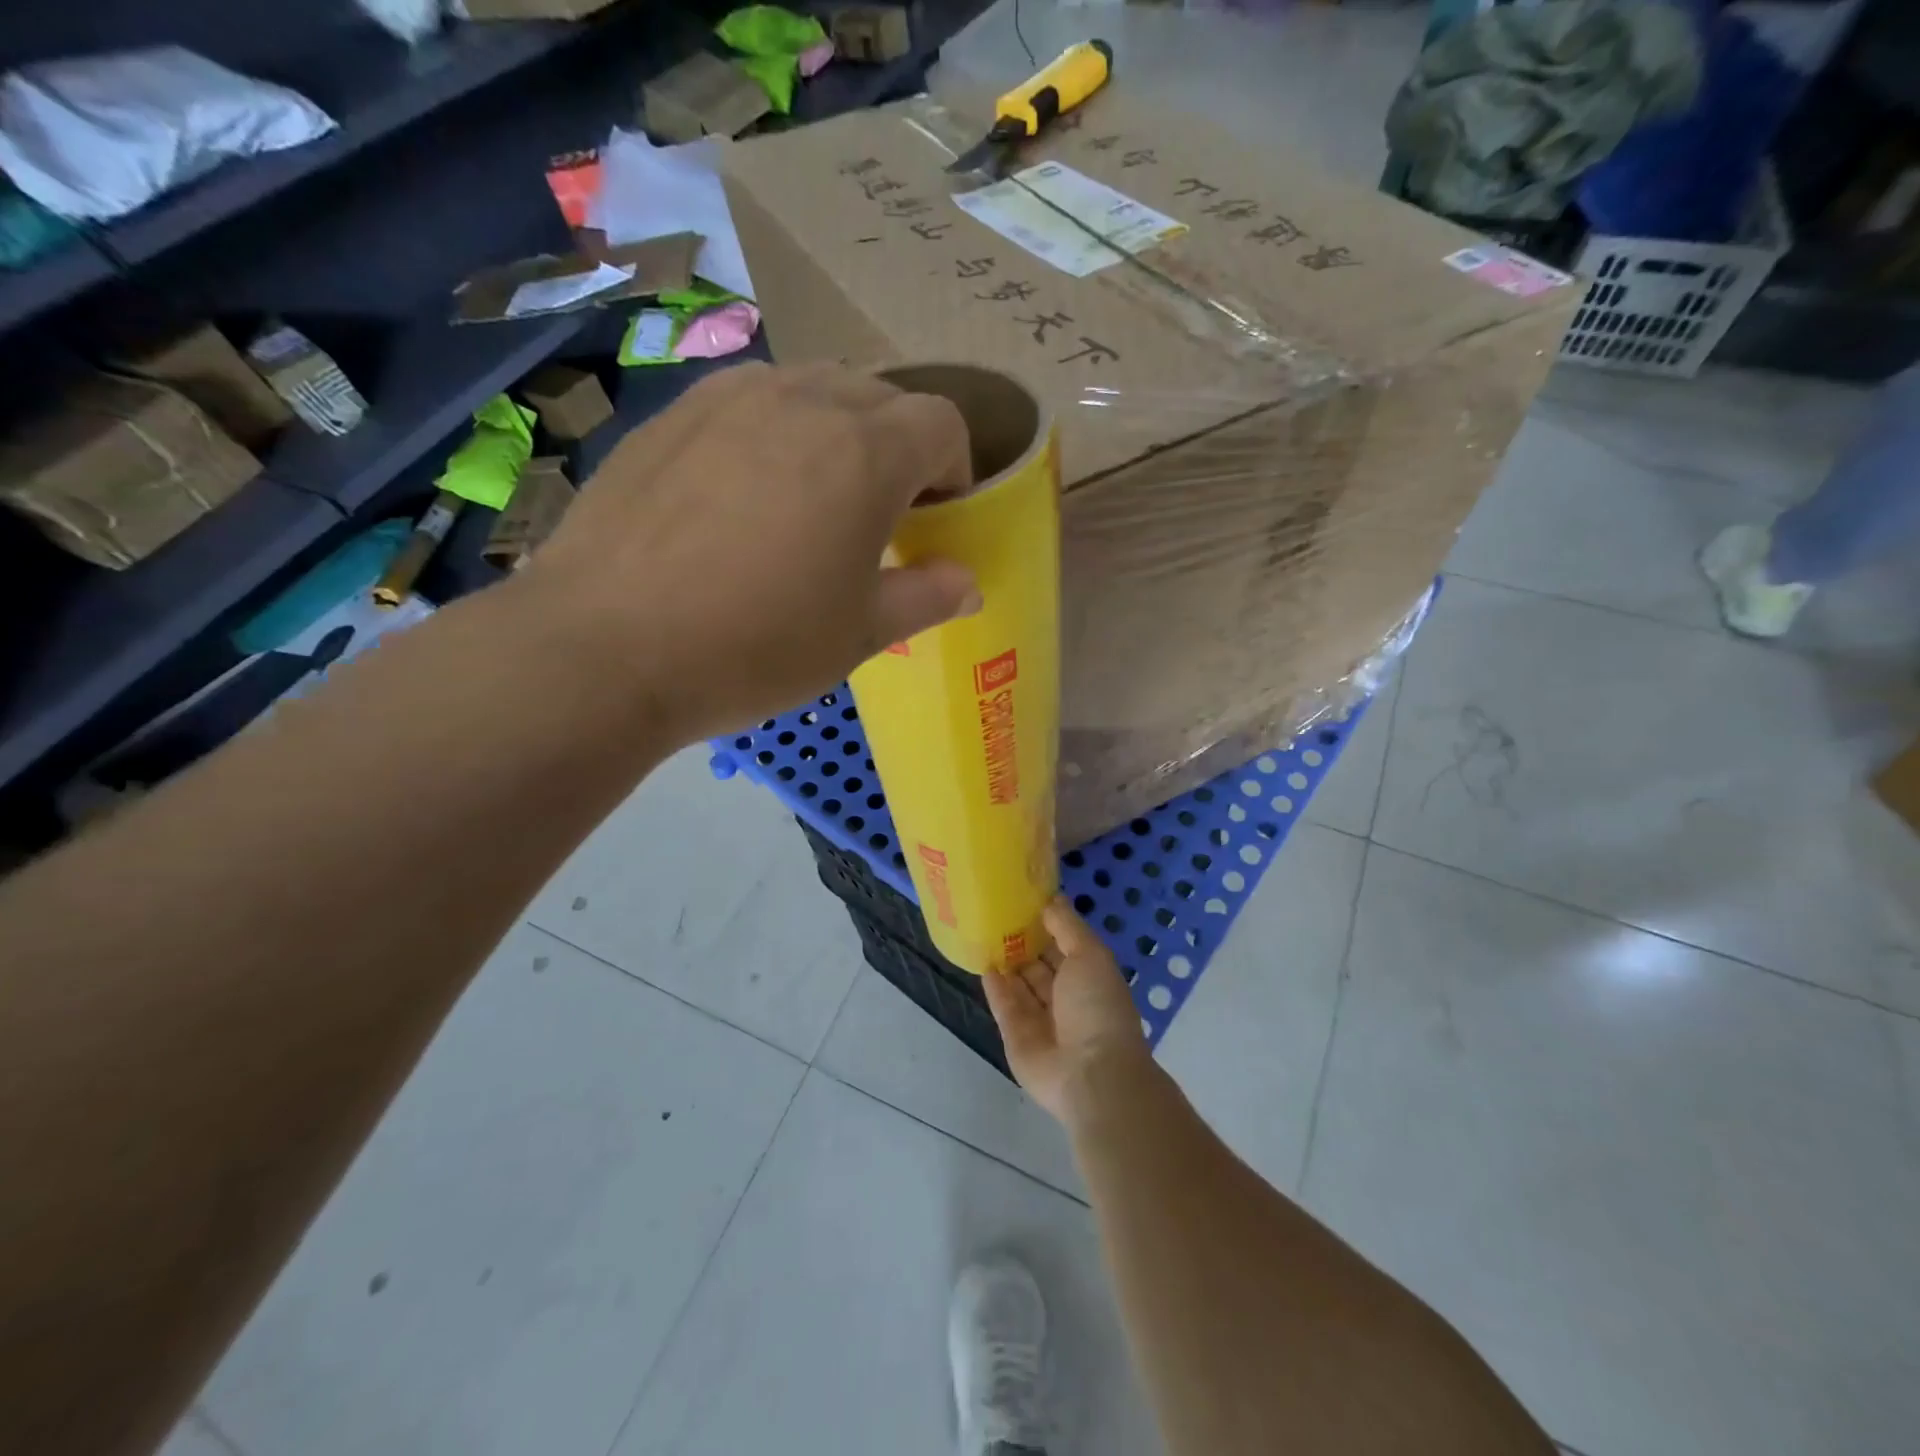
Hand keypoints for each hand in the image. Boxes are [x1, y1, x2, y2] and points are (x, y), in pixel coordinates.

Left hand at [530, 362, 980, 741]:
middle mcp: (803, 401)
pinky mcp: (672, 414)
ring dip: (835, 431)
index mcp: (865, 452)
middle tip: (879, 512)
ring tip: (812, 497)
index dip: (955, 468)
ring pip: (811, 389)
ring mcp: (728, 397)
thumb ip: (925, 597)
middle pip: (880, 396)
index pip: (941, 423)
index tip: (937, 518)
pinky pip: (747, 402)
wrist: (607, 648)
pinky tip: (742, 495)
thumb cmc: (758, 646)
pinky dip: (771, 432)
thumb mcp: (859, 634)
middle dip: (899, 447)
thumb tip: (968, 583)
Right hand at [984, 899, 1153, 1125]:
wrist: (1090, 1073)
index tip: (1025, 898)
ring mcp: (1040, 1019)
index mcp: (1090, 978)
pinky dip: (994, 985)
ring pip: (1020, 984)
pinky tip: (982, 961)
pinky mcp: (1016, 1037)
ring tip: (983, 930)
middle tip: (997, 910)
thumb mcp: (1090, 954)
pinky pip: (1003, 1005)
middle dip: (1023, 941)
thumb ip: (1068, 926)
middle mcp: (1066, 998)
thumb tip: (1052, 899)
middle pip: (1040, 964)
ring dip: (1006, 960)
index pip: (1065, 945)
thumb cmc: (1097, 1006)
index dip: (1048, 923)